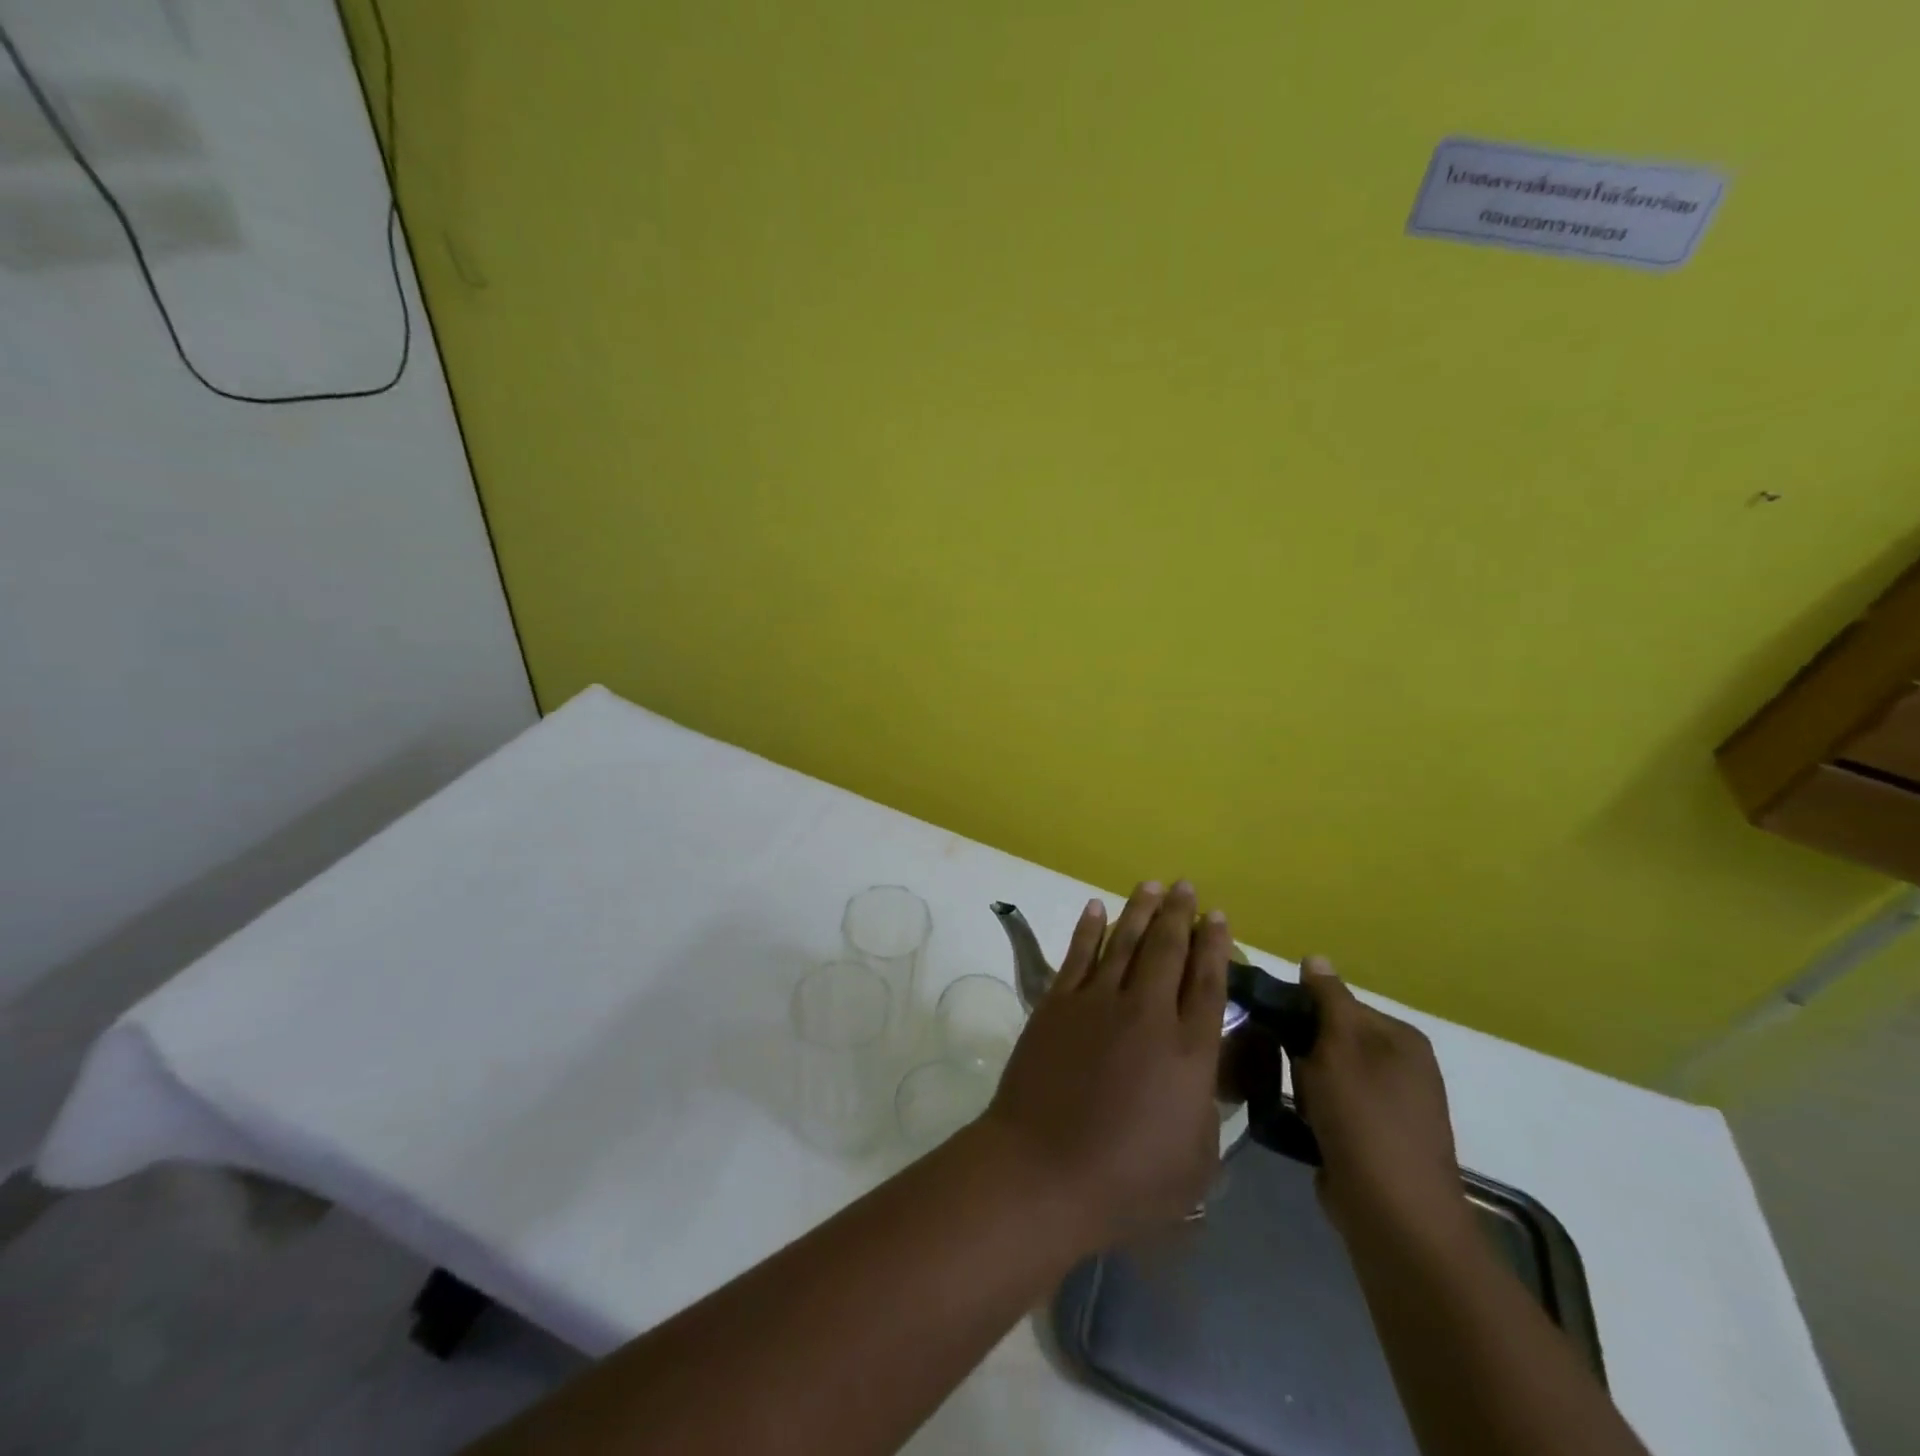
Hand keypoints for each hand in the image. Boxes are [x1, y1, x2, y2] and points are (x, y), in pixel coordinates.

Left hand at [982, 881, 1231, 1245]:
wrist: (1046, 1169)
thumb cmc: (1129, 1181)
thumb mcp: (1197, 1159)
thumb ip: (1206, 1106)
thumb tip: (1205, 1071)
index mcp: (1190, 1050)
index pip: (1208, 983)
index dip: (1215, 946)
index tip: (1219, 917)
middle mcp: (1147, 1013)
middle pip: (1168, 950)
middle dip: (1180, 915)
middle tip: (1187, 887)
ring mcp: (1097, 1002)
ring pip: (1124, 942)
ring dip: (1140, 911)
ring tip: (1152, 885)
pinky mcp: (1057, 1003)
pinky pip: (1078, 955)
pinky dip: (1089, 929)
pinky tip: (1096, 908)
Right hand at [1291, 959, 1472, 1249]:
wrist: (1395, 1217)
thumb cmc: (1364, 1120)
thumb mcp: (1339, 1048)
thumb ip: (1327, 999)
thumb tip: (1315, 957)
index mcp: (1400, 1038)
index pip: (1338, 1002)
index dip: (1300, 1009)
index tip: (1267, 1023)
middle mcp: (1403, 1067)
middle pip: (1332, 1038)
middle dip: (1300, 1049)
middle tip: (1278, 1065)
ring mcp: (1392, 1107)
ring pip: (1328, 1074)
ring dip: (1304, 1083)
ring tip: (1286, 1097)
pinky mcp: (1376, 1140)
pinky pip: (1333, 1108)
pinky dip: (1314, 1112)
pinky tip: (1298, 1123)